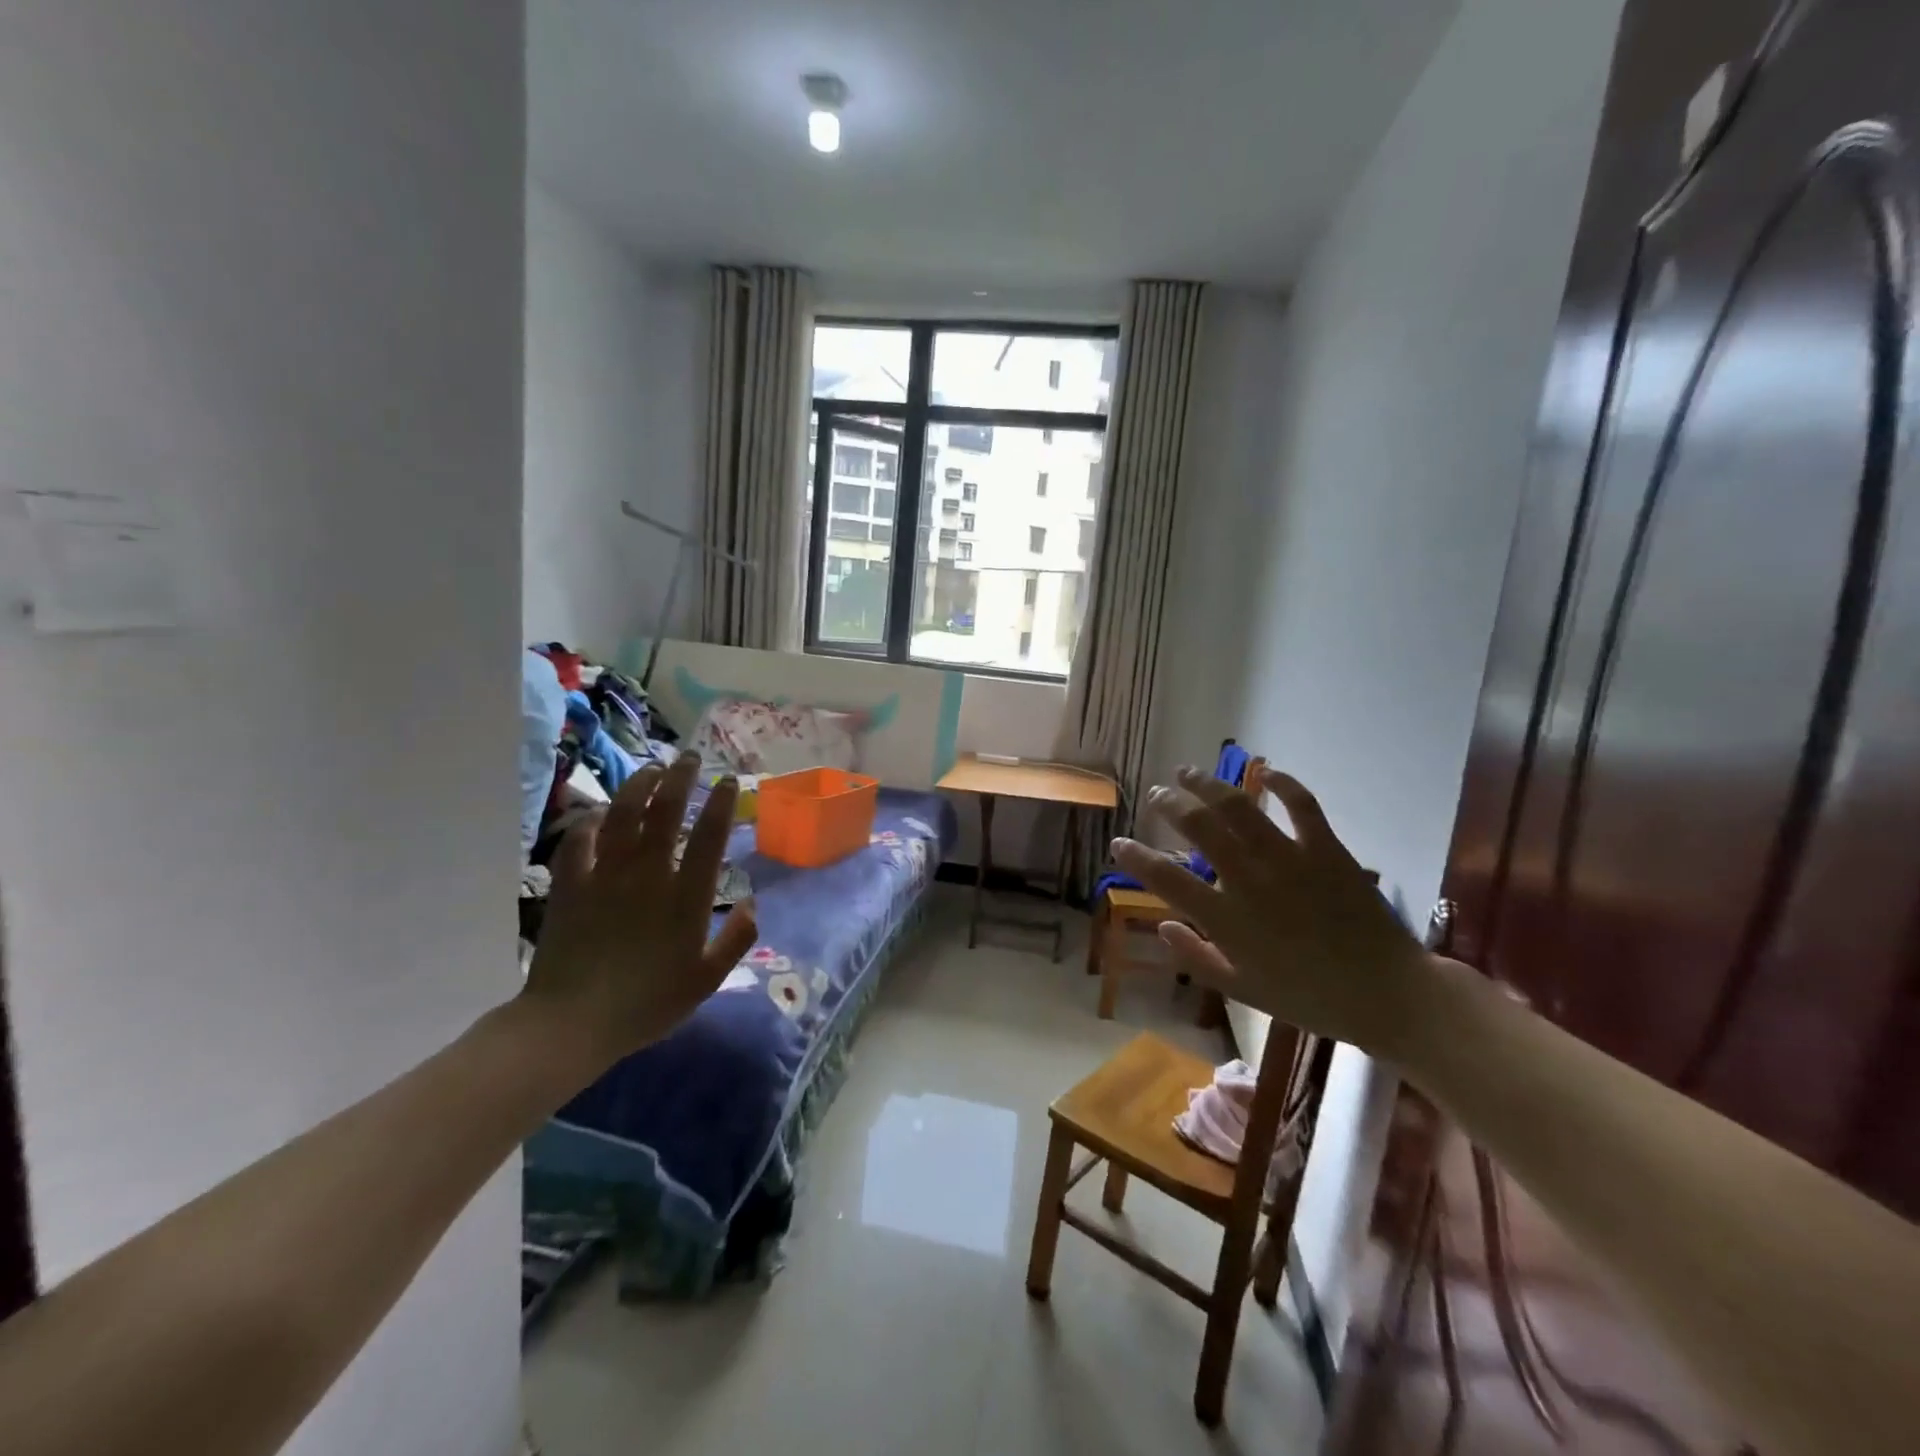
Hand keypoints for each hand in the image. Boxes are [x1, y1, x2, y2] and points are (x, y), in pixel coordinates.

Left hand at [521, 753, 756, 1074]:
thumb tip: (751, 903)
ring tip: (652, 769)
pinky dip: (591, 821)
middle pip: (665, 812)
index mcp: (685, 896)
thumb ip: (735, 940)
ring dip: (639, 786)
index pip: (708, 837)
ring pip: (623, 815)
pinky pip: (579, 841)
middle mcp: (648, 874)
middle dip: (680, 778)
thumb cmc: (647, 1004)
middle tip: (690, 757)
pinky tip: (599, 813)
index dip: (720, 804)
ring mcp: (606, 875)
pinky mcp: (571, 885)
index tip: (727, 782)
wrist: (572, 1023)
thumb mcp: (705, 980)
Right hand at [1112, 767, 1429, 1056]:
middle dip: (1169, 805)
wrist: (1387, 995)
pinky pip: (1301, 805)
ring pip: (1239, 807)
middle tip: (1157, 794)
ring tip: (1188, 772)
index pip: (1165, 879)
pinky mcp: (1326, 849)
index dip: (1136, 857)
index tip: (1119, 842)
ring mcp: (1289, 859)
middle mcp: (1250, 880)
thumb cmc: (1310, 998)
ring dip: (1208, 784)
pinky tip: (1266, 772)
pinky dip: (1283, 784)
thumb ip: (1197, 958)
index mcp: (1227, 920)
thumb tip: (1163, 926)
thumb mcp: (1243, 991)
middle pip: (1199, 827)